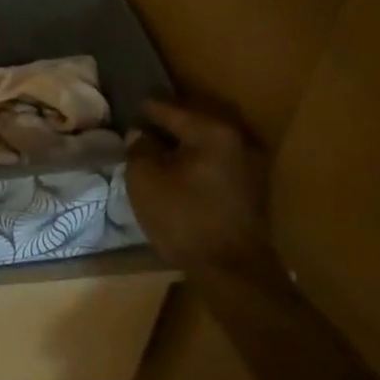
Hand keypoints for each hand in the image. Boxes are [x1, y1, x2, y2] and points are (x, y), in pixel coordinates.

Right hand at [125, 94, 271, 272]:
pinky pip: (218, 160)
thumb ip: (140, 148)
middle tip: (141, 126)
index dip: (143, 108)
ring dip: (184, 142)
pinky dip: (199, 159)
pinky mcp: (253, 187)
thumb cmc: (184, 219)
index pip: (169, 108)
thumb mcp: (145, 180)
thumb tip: (141, 134)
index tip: (125, 107)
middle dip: (167, 122)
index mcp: (212, 130)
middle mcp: (238, 138)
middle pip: (193, 120)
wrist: (233, 272)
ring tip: (158, 149)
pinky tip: (180, 170)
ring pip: (208, 141)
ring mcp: (251, 163)